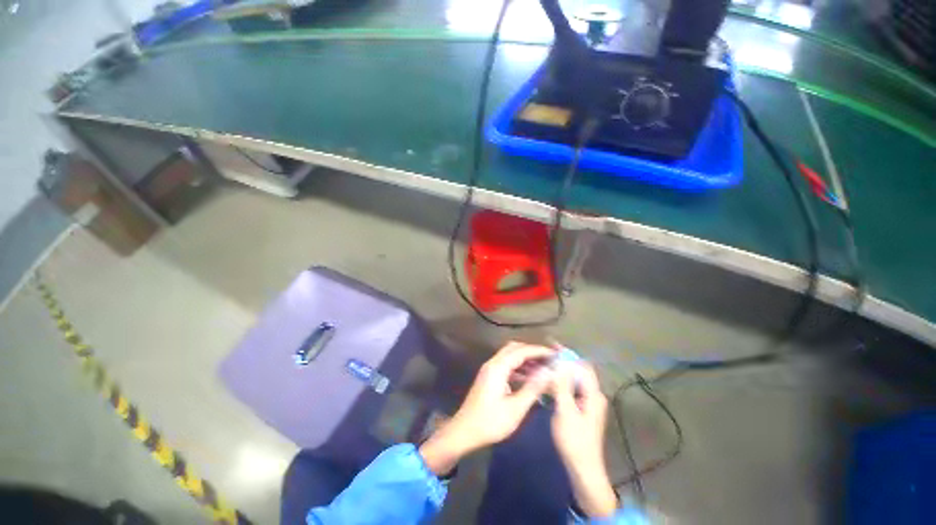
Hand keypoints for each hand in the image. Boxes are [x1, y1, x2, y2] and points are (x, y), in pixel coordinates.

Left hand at [419, 342, 553, 474]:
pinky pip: (506, 365)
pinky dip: (518, 367)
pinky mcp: (489, 377)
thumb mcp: (515, 408)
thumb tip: (548, 373)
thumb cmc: (490, 422)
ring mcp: (489, 369)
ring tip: (543, 369)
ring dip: (525, 359)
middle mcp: (493, 363)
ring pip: (509, 356)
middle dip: (532, 351)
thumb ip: (532, 388)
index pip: (521, 351)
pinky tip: (529, 378)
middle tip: (548, 359)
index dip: (538, 351)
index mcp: (498, 368)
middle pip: (514, 349)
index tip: (554, 354)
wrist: (464, 431)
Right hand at [551, 362, 616, 518]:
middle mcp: (593, 395)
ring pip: (574, 380)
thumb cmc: (574, 440)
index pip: (581, 365)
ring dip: (561, 371)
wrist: (583, 469)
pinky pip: (571, 389)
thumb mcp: (565, 411)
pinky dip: (561, 382)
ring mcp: (588, 403)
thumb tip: (560, 362)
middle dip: (563, 360)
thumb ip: (562, 385)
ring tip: (544, 365)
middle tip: (545, 355)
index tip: (551, 345)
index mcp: (593, 394)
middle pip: (578, 371)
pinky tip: (549, 383)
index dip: (567, 353)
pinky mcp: (582, 410)